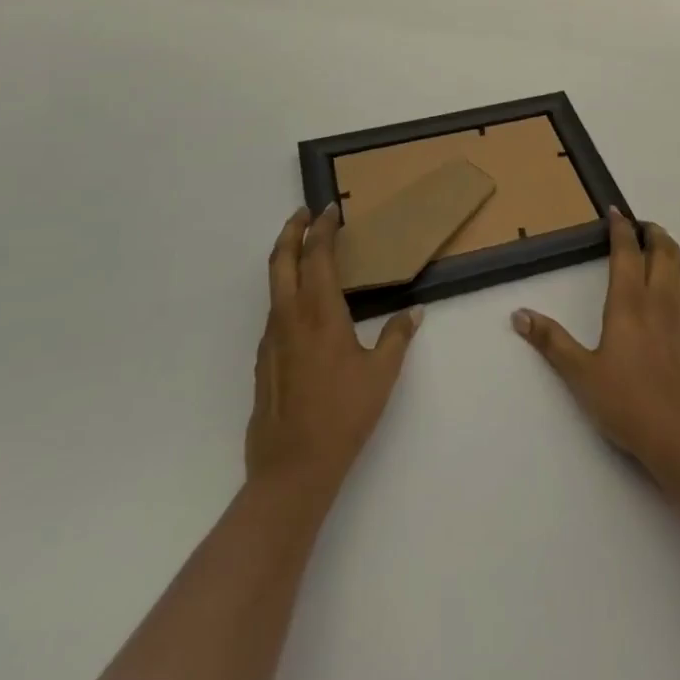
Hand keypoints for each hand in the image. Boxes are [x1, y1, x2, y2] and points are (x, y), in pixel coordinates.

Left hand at [246, 205, 422, 493]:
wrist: (292, 468)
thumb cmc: (343, 415)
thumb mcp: (381, 373)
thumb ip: (397, 336)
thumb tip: (414, 312)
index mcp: (319, 313)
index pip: (317, 256)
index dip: (323, 229)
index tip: (330, 210)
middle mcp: (289, 317)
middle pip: (282, 260)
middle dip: (291, 231)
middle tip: (304, 213)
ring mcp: (271, 338)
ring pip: (273, 285)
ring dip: (286, 259)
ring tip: (306, 252)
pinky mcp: (264, 360)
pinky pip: (274, 312)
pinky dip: (286, 291)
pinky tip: (304, 306)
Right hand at [513, 209, 679, 487]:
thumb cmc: (628, 405)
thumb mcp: (581, 375)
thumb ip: (551, 341)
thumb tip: (519, 313)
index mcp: (629, 304)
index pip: (626, 253)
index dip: (620, 229)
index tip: (616, 213)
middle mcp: (661, 300)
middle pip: (661, 252)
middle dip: (651, 233)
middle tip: (641, 226)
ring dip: (672, 249)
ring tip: (663, 244)